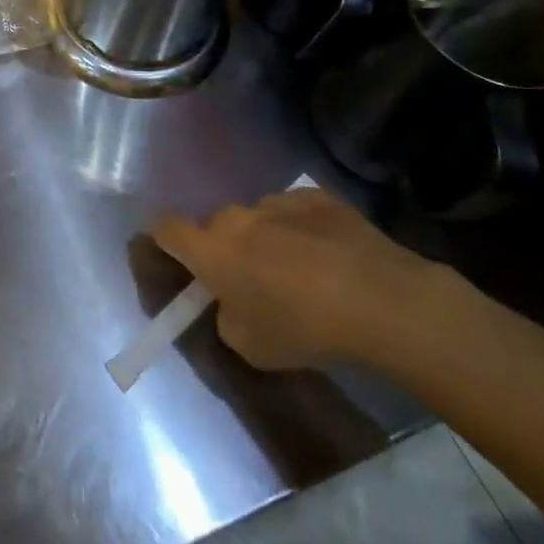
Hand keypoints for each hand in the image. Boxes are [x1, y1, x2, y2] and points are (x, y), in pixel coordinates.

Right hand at [151, 189, 437, 370]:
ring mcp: (278, 201)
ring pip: (257, 217)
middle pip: (216, 225)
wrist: (380, 300)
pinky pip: (296, 212)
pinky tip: (330, 257)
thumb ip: (226, 317)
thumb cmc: (302, 326)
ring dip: (265, 238)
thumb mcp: (248, 345)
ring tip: (300, 271)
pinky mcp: (319, 197)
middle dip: (224, 248)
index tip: (177, 259)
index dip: (163, 241)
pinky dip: (303, 229)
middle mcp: (237, 216)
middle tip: (249, 280)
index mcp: (210, 248)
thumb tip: (232, 303)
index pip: (164, 229)